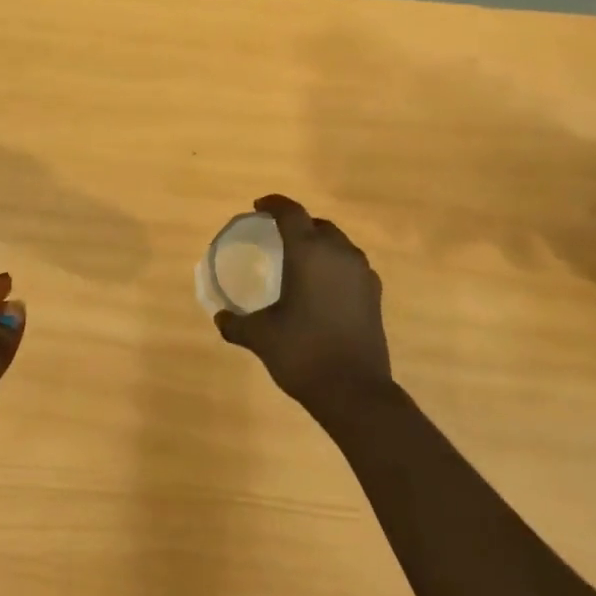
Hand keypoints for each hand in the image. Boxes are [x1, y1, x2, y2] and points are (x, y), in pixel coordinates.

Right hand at [215, 195, 392, 419]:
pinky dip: (335, 266)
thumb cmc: (302, 353)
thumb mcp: (260, 336)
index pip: (291, 213)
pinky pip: (351, 266)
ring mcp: (362, 273)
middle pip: (318, 224)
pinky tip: (323, 287)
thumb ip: (236, 323)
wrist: (355, 391)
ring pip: (339, 244)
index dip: (273, 204)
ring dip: (319, 244)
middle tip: (277, 235)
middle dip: (297, 224)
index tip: (258, 207)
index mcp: (308, 252)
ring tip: (300, 260)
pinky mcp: (374, 295)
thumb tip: (221, 318)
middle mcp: (339, 253)